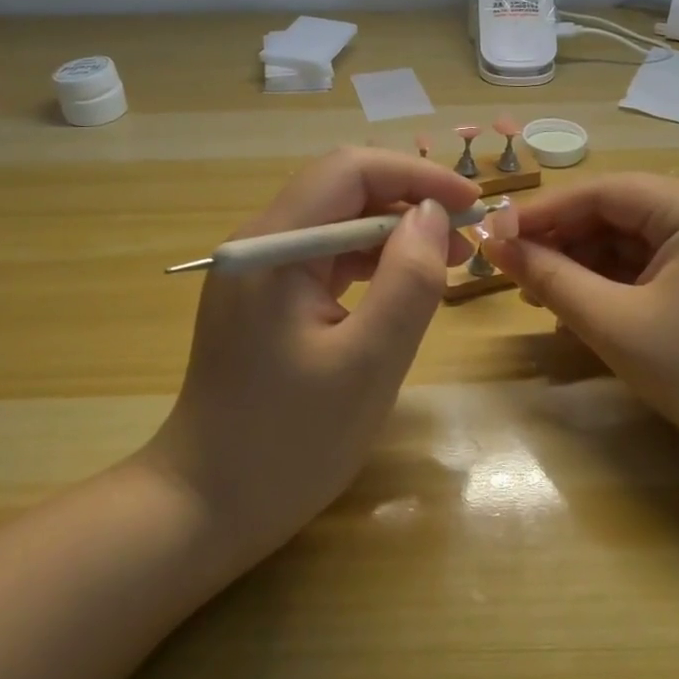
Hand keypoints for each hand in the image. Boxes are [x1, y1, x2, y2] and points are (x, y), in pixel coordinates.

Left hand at [146, 148, 479, 563]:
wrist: (207, 506)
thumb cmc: (289, 442)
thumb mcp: (368, 363)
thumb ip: (407, 281)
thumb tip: (432, 216)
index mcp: (271, 247)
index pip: (349, 171)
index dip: (416, 177)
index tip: (472, 206)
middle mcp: (258, 246)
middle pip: (342, 193)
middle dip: (409, 206)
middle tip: (466, 245)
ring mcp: (257, 274)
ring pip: (337, 227)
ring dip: (393, 238)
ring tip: (446, 267)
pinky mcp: (264, 302)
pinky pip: (325, 263)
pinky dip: (369, 267)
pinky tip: (400, 291)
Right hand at [482, 173, 678, 464]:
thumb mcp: (614, 323)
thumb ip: (550, 278)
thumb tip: (494, 244)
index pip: (601, 192)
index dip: (541, 213)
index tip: (491, 237)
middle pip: (615, 212)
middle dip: (560, 241)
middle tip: (509, 270)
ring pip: (628, 240)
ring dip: (580, 265)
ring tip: (535, 295)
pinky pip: (648, 266)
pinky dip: (609, 284)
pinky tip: (576, 309)